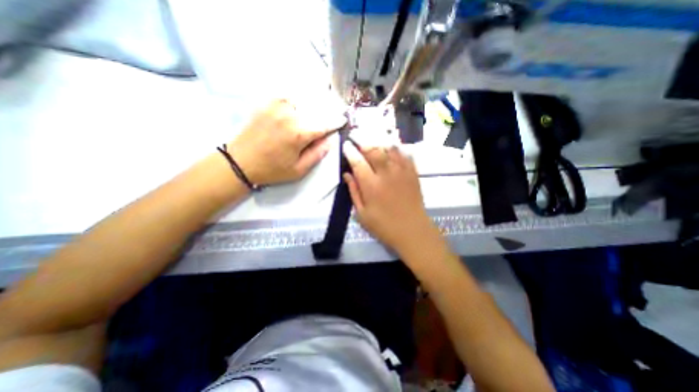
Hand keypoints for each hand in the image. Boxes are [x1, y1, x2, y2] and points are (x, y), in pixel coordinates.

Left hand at [228, 100, 344, 185]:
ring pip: (303, 101)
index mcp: (299, 133)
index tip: (343, 120)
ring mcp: (276, 106)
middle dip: (324, 114)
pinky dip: (296, 102)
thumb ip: (317, 154)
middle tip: (327, 120)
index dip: (336, 122)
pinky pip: (288, 98)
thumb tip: (330, 141)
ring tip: (311, 116)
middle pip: (316, 110)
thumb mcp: (299, 170)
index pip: (325, 124)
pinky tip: (297, 111)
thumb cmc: (272, 170)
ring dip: (311, 107)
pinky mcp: (267, 103)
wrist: (240, 162)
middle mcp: (290, 115)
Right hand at [343, 140, 434, 254]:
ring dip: (379, 143)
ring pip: (390, 149)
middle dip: (363, 142)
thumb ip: (354, 192)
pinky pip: (405, 155)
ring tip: (373, 140)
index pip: (357, 162)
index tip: (346, 145)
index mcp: (371, 185)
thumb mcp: (362, 214)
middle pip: (374, 150)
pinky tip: (392, 148)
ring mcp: (401, 172)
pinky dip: (397, 149)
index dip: (350, 152)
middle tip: (357, 138)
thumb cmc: (384, 226)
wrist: (412, 231)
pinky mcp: (413, 173)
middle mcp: (386, 174)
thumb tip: (347, 174)